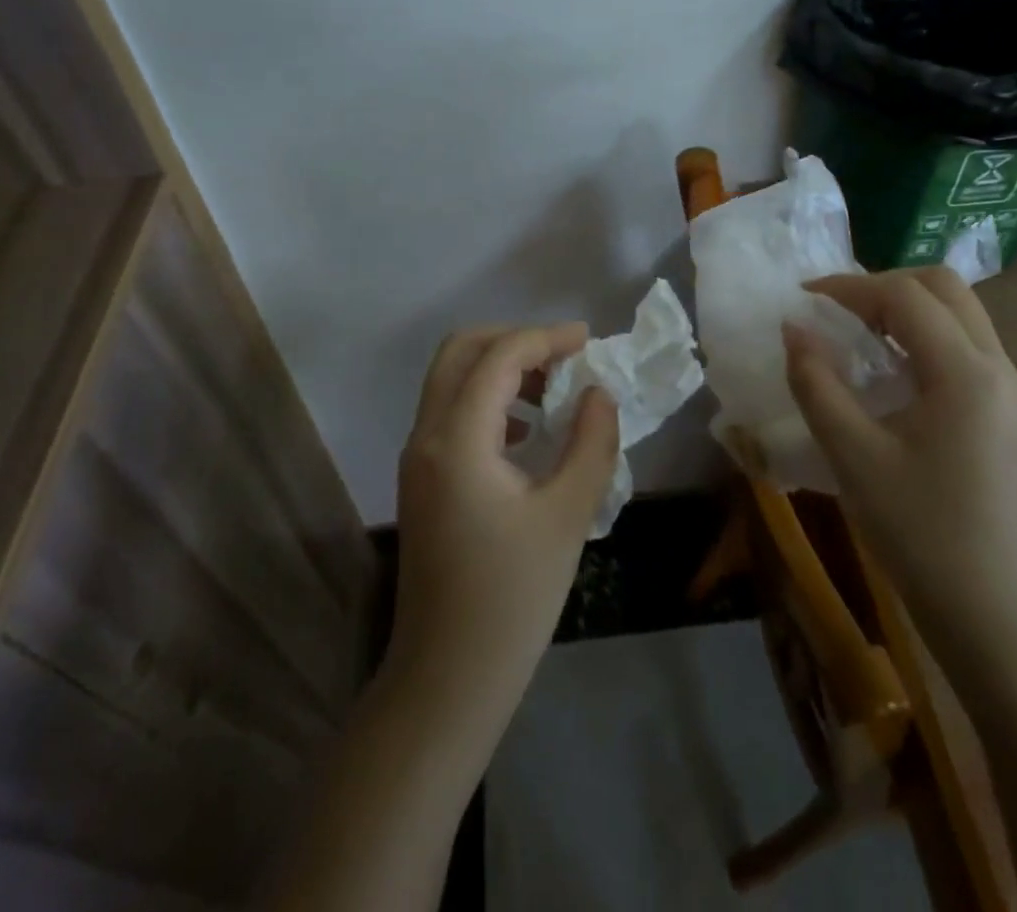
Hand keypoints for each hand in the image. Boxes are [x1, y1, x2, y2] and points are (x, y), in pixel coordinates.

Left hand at [387, 323, 618, 727]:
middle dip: (514, 340)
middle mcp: (426, 436)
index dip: (546, 337)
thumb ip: (591, 442)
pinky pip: (451, 412)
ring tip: (553, 390)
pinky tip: (526, 432)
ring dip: (500, 368)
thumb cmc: (512, 598)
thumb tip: (598, 393)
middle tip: (564, 355)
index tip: (589, 340)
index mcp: (457, 439)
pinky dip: (488, 399)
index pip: (499, 357)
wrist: (447, 678)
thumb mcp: (568, 515)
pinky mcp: (421, 480)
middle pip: (460, 351)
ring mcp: (417, 458)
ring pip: (451, 379)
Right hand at [782, 267, 1016, 666]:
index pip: (906, 297)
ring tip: (855, 331)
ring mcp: (1010, 391)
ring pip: (960, 314)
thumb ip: (816, 383)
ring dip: (906, 307)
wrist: (991, 612)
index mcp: (966, 374)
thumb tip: (792, 328)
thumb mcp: (851, 454)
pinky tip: (888, 368)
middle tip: (835, 308)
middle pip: (944, 288)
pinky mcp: (1007, 413)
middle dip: (883, 285)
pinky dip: (923, 335)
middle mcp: (998, 369)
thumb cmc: (918, 531)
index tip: (802, 299)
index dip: (849, 287)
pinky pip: (965, 346)